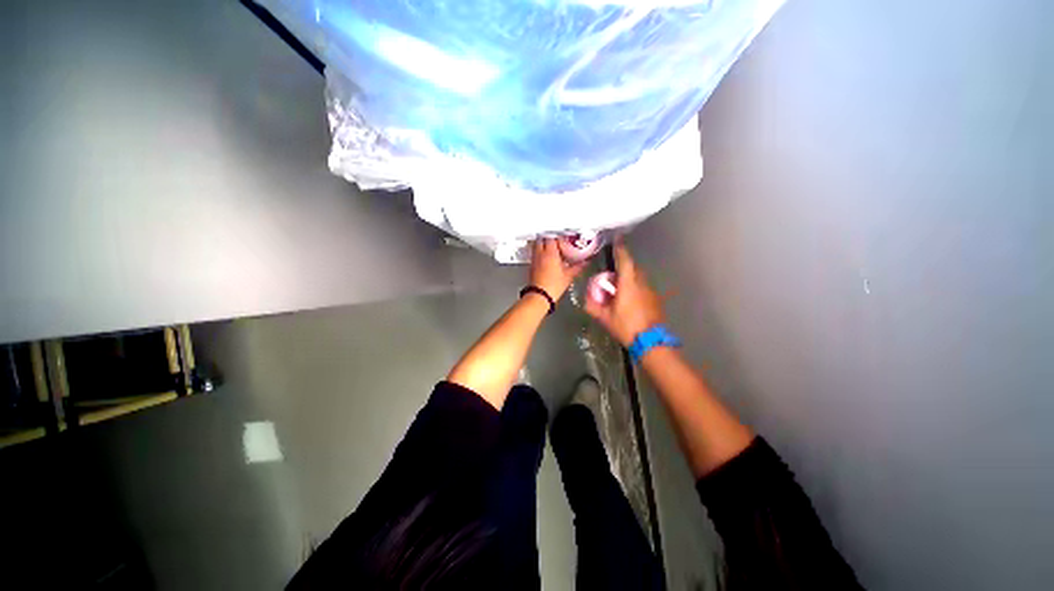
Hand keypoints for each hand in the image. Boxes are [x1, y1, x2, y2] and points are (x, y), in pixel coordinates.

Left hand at [530, 238, 585, 300]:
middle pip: (542, 238)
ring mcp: (534, 259)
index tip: (563, 237)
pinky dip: (539, 252)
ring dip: (543, 243)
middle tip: (556, 240)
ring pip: (536, 245)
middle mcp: (540, 254)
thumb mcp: (569, 276)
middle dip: (549, 237)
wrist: (540, 296)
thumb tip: (585, 263)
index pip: (552, 237)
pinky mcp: (531, 265)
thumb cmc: (553, 286)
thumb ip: (578, 267)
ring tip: (551, 248)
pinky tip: (546, 258)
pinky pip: (534, 253)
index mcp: (550, 253)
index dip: (558, 235)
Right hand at [585, 242, 665, 345]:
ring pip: (639, 277)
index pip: (624, 261)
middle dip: (623, 264)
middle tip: (612, 271)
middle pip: (633, 267)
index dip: (620, 249)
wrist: (650, 341)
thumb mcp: (605, 318)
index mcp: (628, 285)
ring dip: (630, 276)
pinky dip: (635, 286)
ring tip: (619, 286)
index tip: (617, 239)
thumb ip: (593, 307)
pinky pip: (643, 286)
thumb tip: (585, 300)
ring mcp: (650, 291)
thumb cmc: (626, 327)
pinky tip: (630, 298)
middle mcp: (641, 283)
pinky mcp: (655, 299)